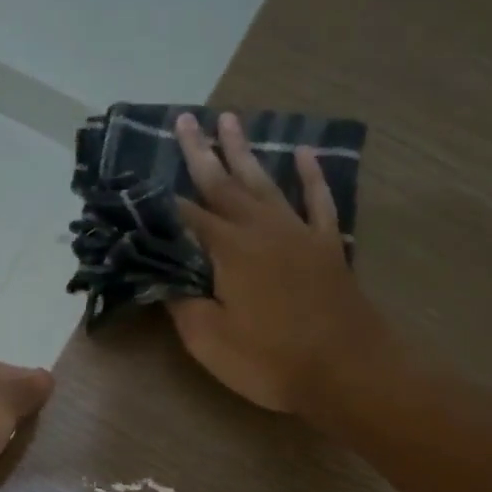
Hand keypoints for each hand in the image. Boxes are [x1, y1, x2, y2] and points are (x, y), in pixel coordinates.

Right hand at [169, 112, 384, 413]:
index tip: (142, 180)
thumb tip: (162, 277)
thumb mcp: (210, 342)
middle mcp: (261, 229)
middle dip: (201, 152)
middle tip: (186, 119)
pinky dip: (311, 175)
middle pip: (224, 185)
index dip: (162, 200)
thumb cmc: (272, 361)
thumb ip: (182, 304)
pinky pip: (318, 201)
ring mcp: (298, 234)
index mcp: (228, 250)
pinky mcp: (327, 247)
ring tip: (230, 119)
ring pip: (265, 183)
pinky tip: (304, 153)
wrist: (348, 372)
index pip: (186, 217)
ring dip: (245, 152)